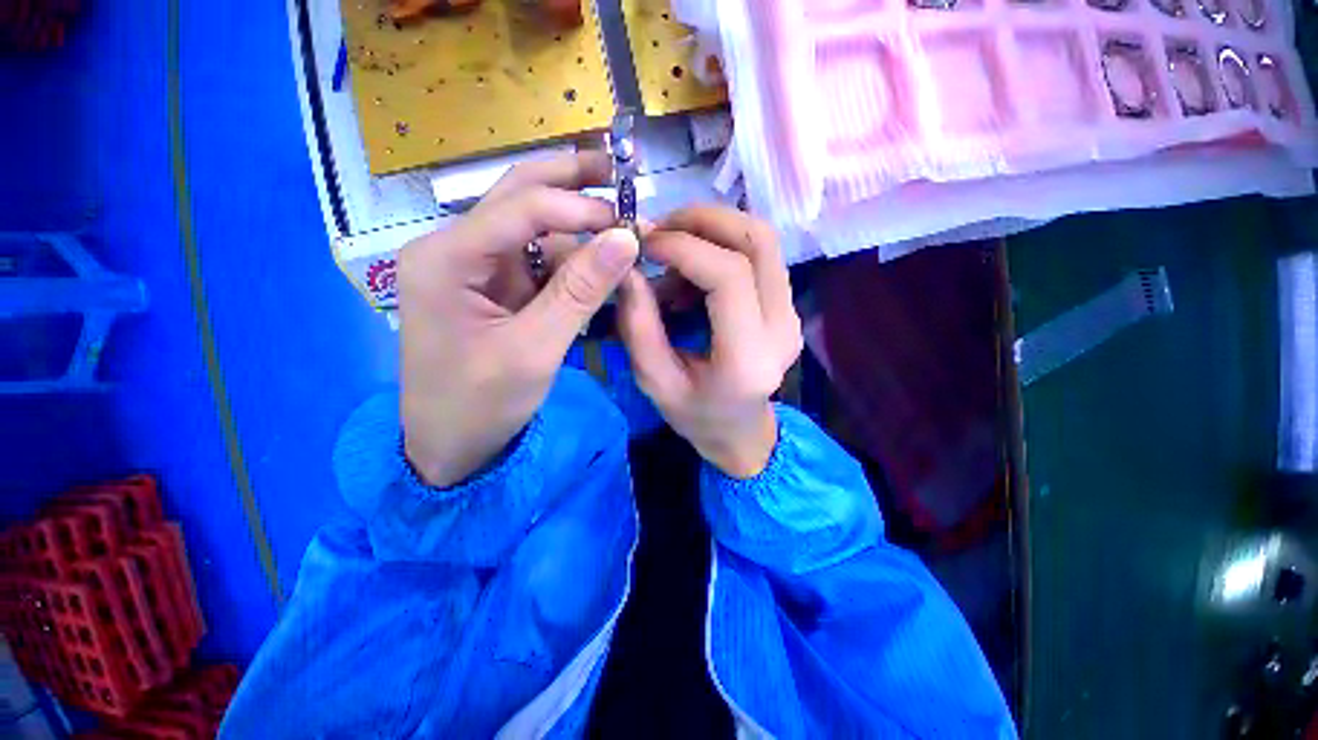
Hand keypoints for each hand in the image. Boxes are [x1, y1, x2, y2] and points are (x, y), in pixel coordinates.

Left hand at [399, 152, 639, 486]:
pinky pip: (537, 264)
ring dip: (577, 234)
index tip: (629, 222)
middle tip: (618, 171)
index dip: (580, 209)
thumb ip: (580, 292)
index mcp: (447, 258)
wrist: (450, 449)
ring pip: (533, 231)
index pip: (521, 208)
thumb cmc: (481, 406)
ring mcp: (475, 269)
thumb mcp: (535, 350)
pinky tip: (598, 272)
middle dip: (569, 183)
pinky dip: (570, 266)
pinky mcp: (493, 290)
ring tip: (620, 241)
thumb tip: (625, 238)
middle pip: (518, 199)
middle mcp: (455, 250)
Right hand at [617, 206, 802, 477]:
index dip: (685, 247)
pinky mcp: (786, 306)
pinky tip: (691, 273)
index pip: (729, 276)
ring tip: (671, 253)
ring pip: (762, 242)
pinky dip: (721, 247)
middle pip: (758, 243)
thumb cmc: (696, 415)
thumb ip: (638, 325)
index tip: (643, 244)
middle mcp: (781, 329)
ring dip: (713, 230)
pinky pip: (759, 257)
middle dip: (704, 220)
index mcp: (747, 358)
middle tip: (660, 231)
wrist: (741, 433)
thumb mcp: (654, 380)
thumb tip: (627, 267)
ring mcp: (790, 314)